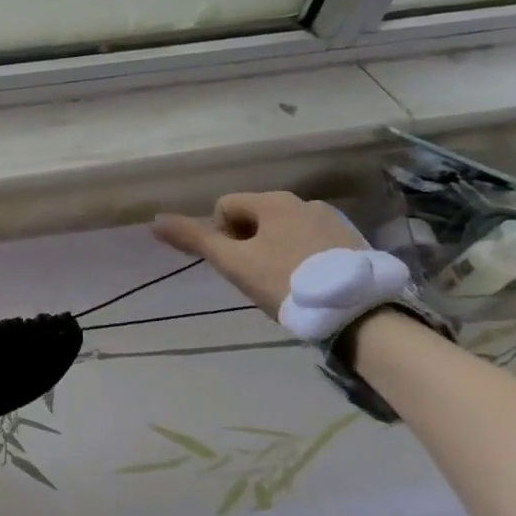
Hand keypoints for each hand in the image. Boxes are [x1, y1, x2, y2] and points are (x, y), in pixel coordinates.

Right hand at [152, 192, 363, 317]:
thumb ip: (194, 239)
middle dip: (248, 244)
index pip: (225, 207)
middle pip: (255, 218)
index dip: (220, 236)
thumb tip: (154, 220)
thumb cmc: (287, 282)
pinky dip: (303, 258)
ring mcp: (333, 220)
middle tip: (256, 278)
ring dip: (275, 251)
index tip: (236, 265)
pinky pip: (313, 243)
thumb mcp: (234, 263)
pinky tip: (310, 285)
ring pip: (284, 231)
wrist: (360, 314)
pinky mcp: (354, 242)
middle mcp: (303, 201)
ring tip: (285, 284)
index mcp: (273, 201)